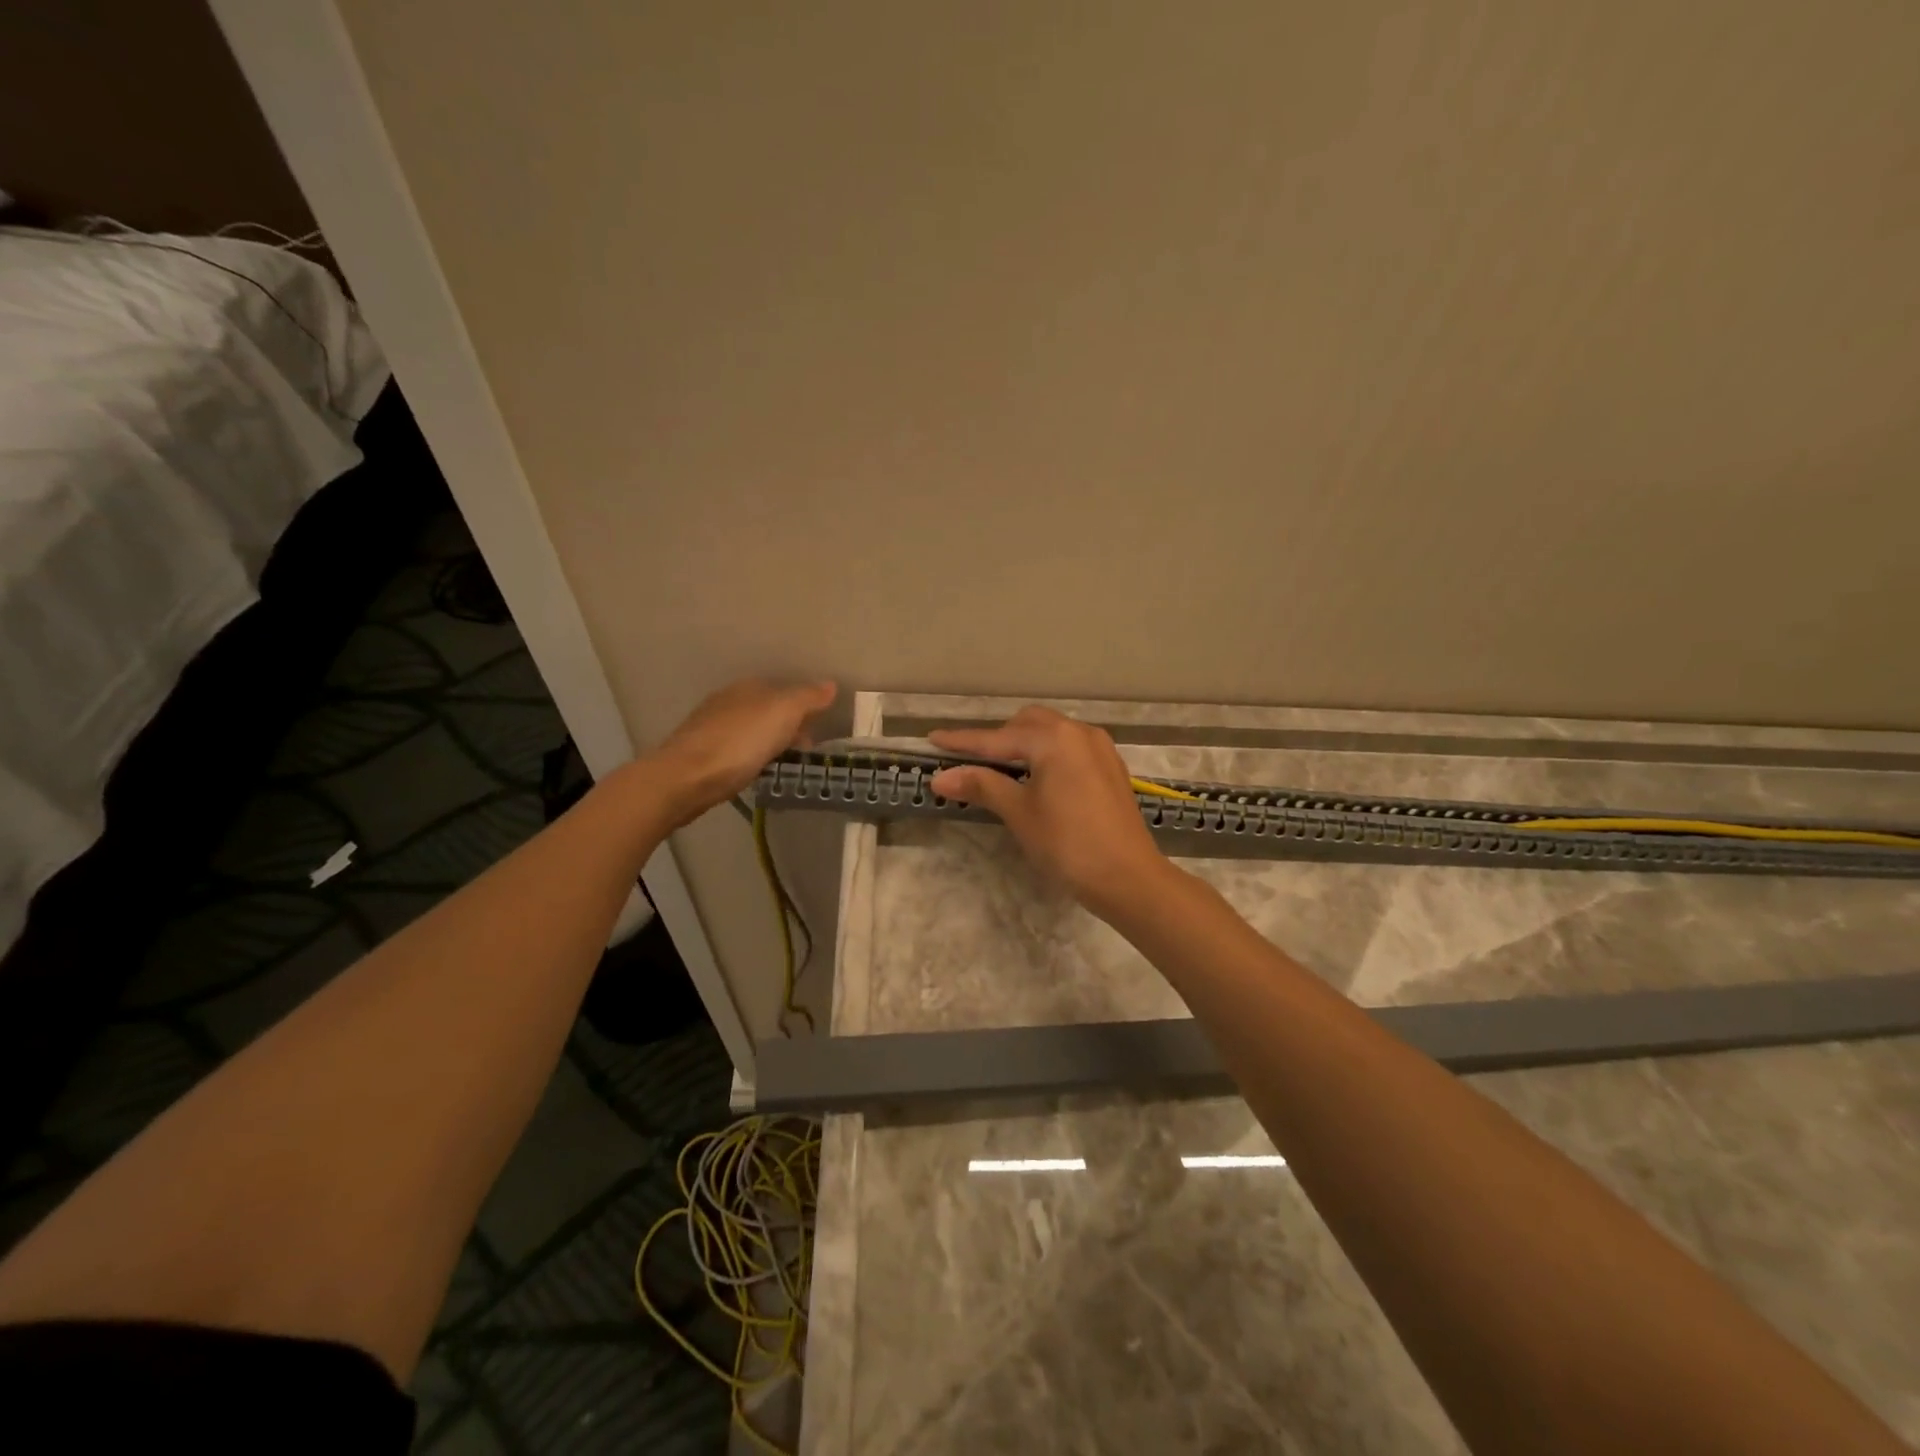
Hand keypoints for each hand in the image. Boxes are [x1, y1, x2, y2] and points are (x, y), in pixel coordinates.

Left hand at [648, 678, 836, 825]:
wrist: (685, 778)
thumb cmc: (740, 742)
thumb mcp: (784, 713)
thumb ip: (808, 698)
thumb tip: (830, 684)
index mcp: (749, 687)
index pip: (785, 691)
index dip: (804, 710)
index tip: (817, 733)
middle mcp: (728, 700)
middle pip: (768, 711)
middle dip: (788, 729)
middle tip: (803, 754)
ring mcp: (711, 727)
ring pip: (752, 732)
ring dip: (769, 745)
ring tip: (782, 766)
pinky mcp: (701, 753)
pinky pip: (737, 751)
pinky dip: (750, 758)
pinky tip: (754, 772)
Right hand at [929, 707, 1174, 919]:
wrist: (1128, 877)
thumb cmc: (1067, 844)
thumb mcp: (1019, 813)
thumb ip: (982, 786)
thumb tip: (941, 778)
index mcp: (1053, 738)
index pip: (997, 738)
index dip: (963, 742)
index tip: (932, 740)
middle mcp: (1078, 732)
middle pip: (1027, 724)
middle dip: (997, 739)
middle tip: (970, 761)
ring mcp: (1099, 748)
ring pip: (1051, 733)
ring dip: (1023, 744)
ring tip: (1001, 769)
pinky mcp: (1110, 767)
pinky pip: (1069, 748)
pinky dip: (1046, 754)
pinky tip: (1038, 777)